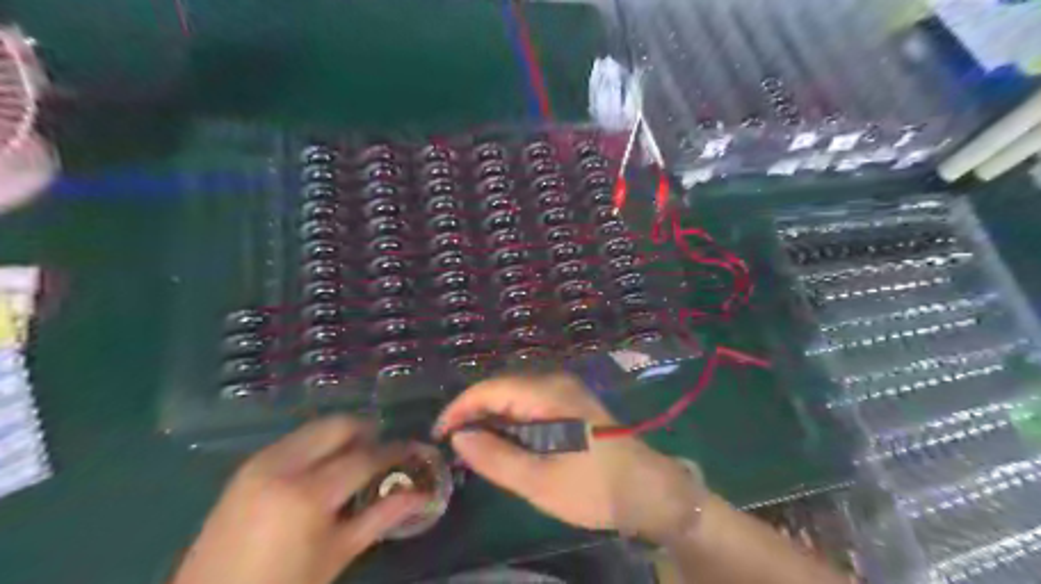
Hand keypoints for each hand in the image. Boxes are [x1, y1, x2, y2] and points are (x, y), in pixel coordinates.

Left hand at [172, 416, 431, 583]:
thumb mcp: (337, 555)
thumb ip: (381, 516)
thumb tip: (421, 493)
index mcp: (308, 494)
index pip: (365, 457)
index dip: (394, 451)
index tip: (413, 451)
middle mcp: (283, 466)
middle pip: (338, 426)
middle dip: (367, 431)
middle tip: (384, 451)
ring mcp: (260, 462)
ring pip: (316, 428)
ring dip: (342, 436)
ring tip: (355, 459)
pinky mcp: (247, 466)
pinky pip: (294, 440)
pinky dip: (317, 445)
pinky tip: (323, 469)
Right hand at [431, 375, 707, 542]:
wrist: (649, 491)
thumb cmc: (594, 487)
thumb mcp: (539, 481)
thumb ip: (495, 457)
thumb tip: (459, 436)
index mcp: (548, 394)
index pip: (490, 389)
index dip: (460, 408)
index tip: (439, 434)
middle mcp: (555, 383)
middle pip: (502, 389)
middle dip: (474, 413)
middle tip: (454, 446)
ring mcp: (566, 391)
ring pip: (515, 396)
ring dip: (491, 418)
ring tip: (473, 447)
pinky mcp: (572, 404)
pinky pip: (531, 404)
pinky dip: (511, 421)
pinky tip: (505, 442)